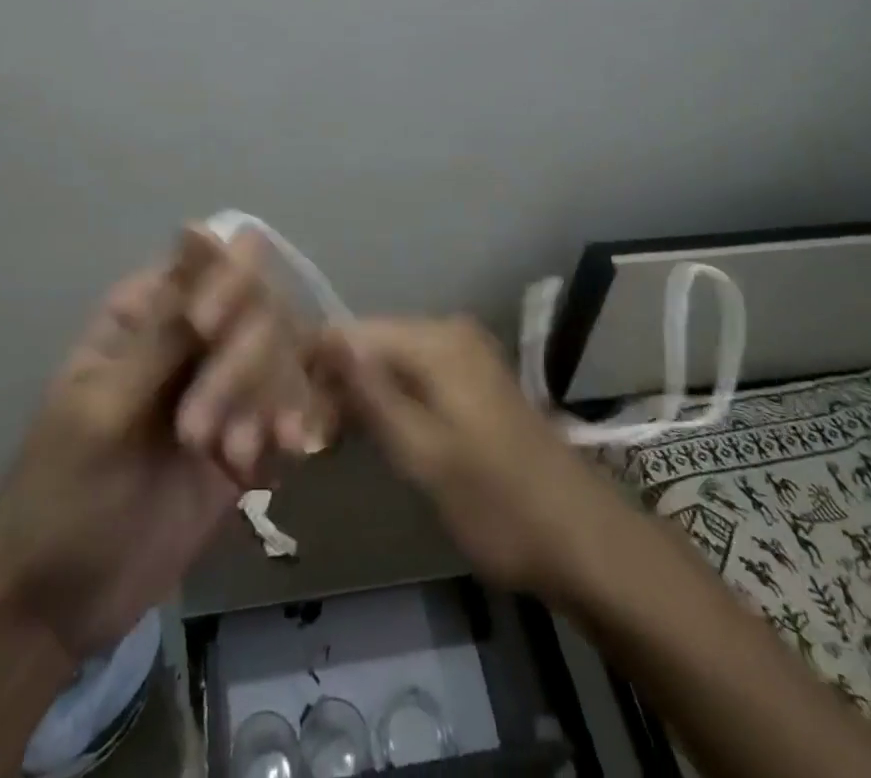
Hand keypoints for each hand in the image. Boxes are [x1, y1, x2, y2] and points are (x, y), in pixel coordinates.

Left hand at [0, 227, 320, 658]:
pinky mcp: (249, 434)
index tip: (211, 329)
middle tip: (198, 435)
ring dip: (267, 401)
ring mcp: (225, 386)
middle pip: (258, 307)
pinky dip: (293, 426)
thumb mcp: (104, 409)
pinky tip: (279, 461)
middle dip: (241, 364)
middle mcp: (194, 337)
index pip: (210, 262)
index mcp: (148, 311)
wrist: (60, 606)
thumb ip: (166, 331)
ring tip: (232, 458)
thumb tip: (202, 231)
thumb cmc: (61, 494)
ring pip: (283, 355)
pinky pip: (292, 406)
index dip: (226, 281)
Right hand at [316, 316, 631, 599]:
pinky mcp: (472, 381)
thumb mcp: (422, 453)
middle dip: (335, 382)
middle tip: (309, 437)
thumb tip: (324, 340)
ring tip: (331, 441)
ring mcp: (464, 355)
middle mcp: (448, 331)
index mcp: (435, 339)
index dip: (314, 364)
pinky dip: (389, 402)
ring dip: (360, 396)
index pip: (351, 332)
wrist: (583, 539)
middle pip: (370, 344)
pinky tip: (371, 435)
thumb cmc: (496, 501)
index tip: (287, 409)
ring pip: (390, 362)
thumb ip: (370, 394)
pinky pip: (414, 376)